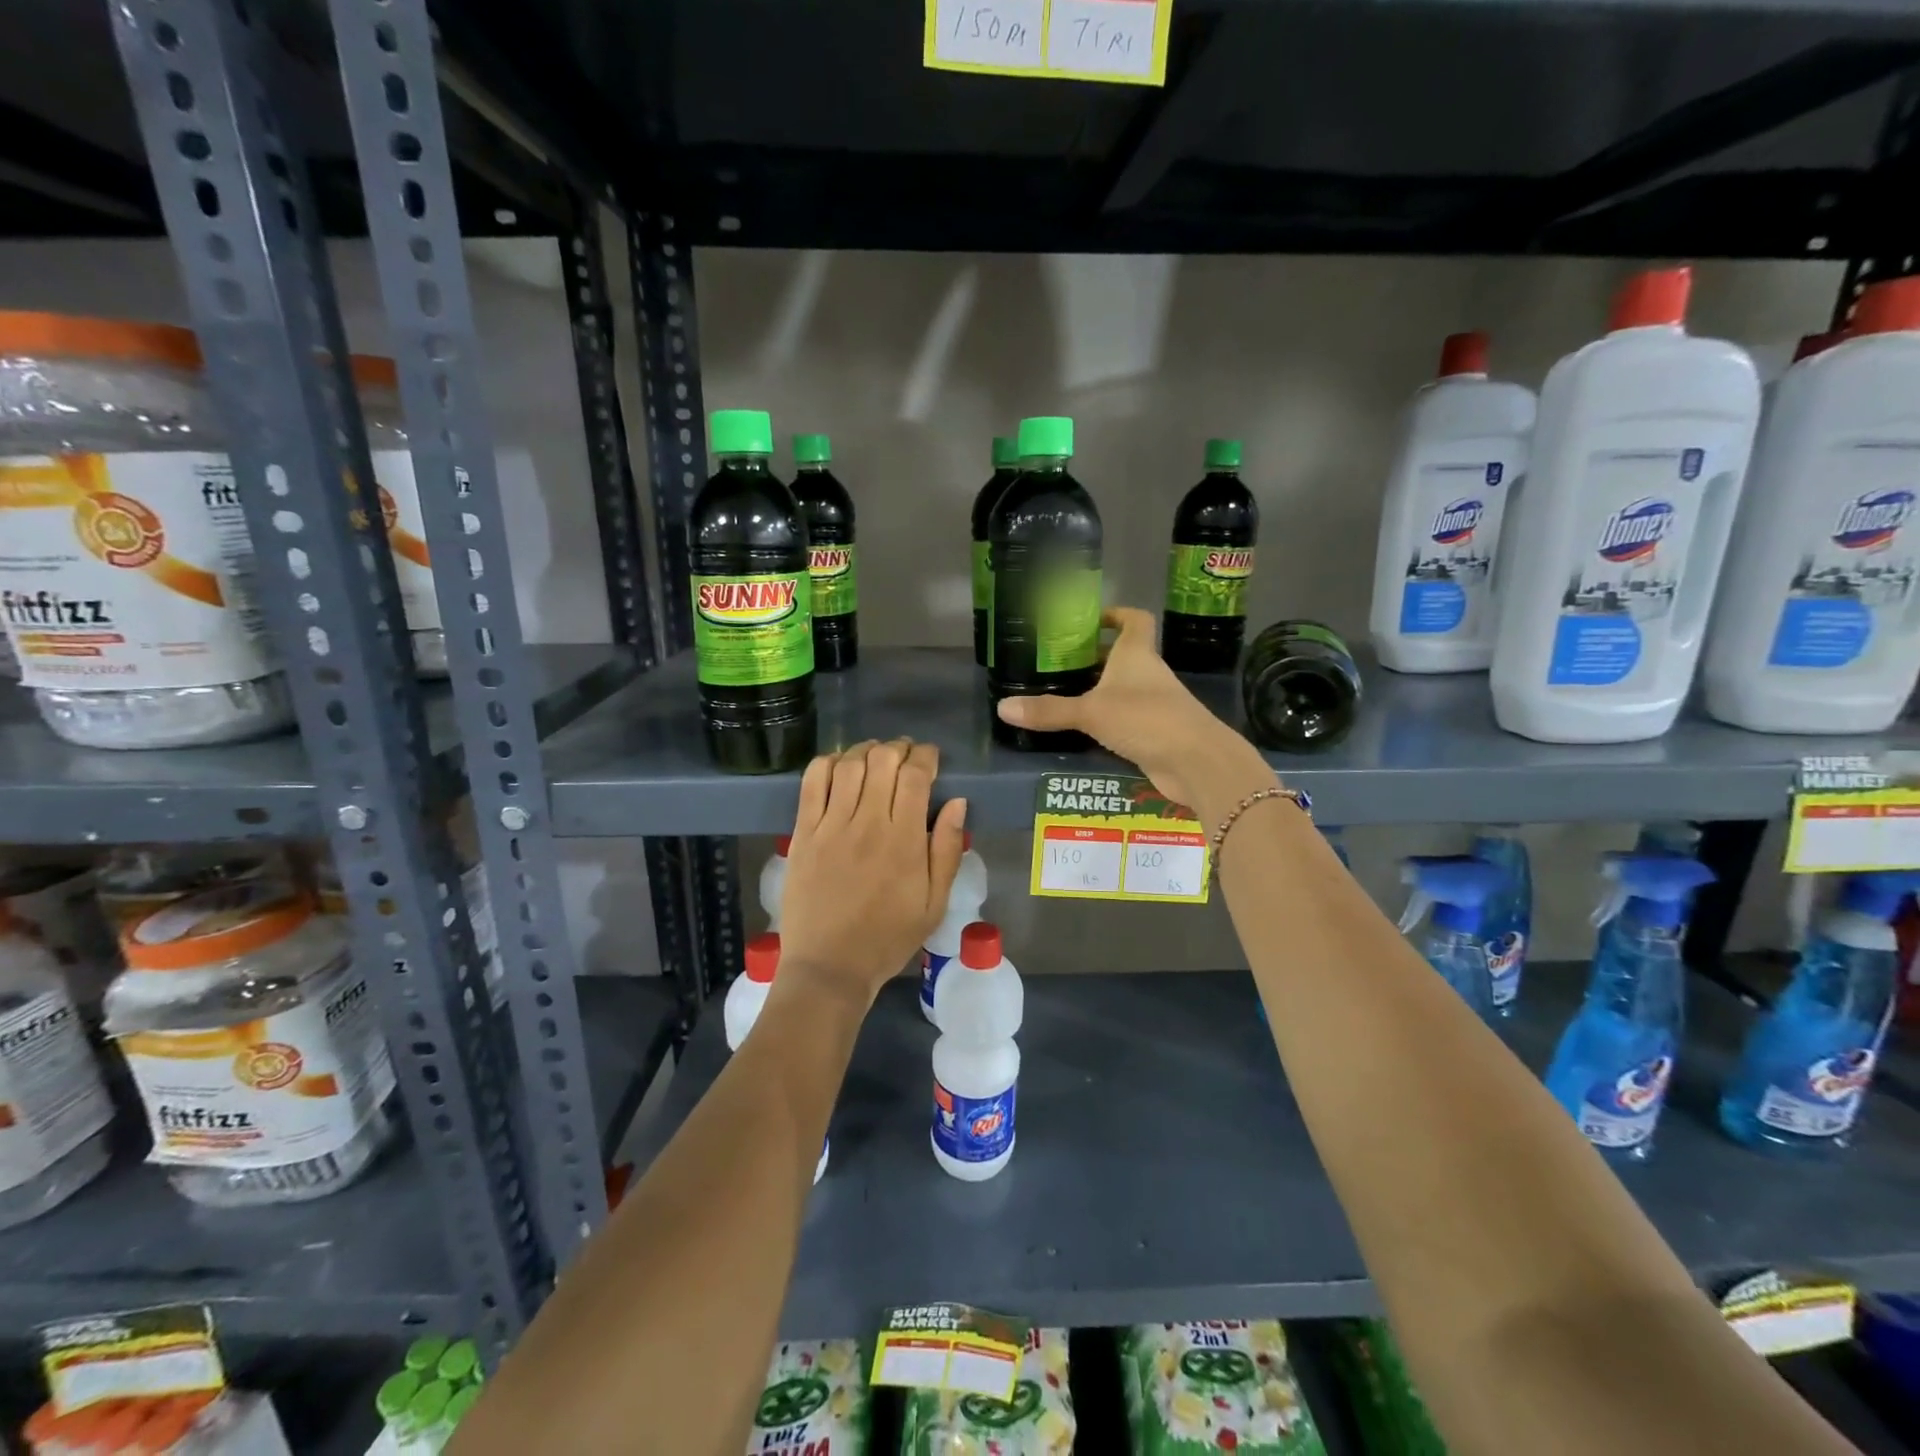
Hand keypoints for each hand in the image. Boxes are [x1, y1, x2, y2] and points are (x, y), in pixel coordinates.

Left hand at [776, 739, 968, 1009]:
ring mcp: (831, 826)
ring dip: (866, 750)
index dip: (925, 756)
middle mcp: (868, 824)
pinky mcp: (803, 833)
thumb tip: (958, 803)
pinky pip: (812, 783)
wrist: (830, 967)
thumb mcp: (934, 903)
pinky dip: (827, 763)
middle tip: (905, 755)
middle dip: (899, 748)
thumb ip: (947, 850)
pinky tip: (839, 765)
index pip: (915, 776)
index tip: (931, 758)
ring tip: (875, 756)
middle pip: (882, 761)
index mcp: (905, 841)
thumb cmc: (888, 938)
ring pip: (849, 765)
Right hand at [996, 607, 1274, 816]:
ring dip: (1100, 690)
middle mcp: (1149, 674)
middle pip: (1123, 656)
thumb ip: (1049, 710)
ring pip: (1125, 689)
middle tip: (1059, 662)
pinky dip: (1108, 720)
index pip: (1134, 620)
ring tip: (1063, 694)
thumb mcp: (1091, 712)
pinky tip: (1084, 730)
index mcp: (1137, 655)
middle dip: (1095, 657)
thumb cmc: (1146, 719)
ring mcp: (1156, 704)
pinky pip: (1127, 719)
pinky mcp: (1157, 732)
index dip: (1116, 614)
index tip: (1091, 620)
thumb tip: (1002, 707)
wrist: (1197, 762)